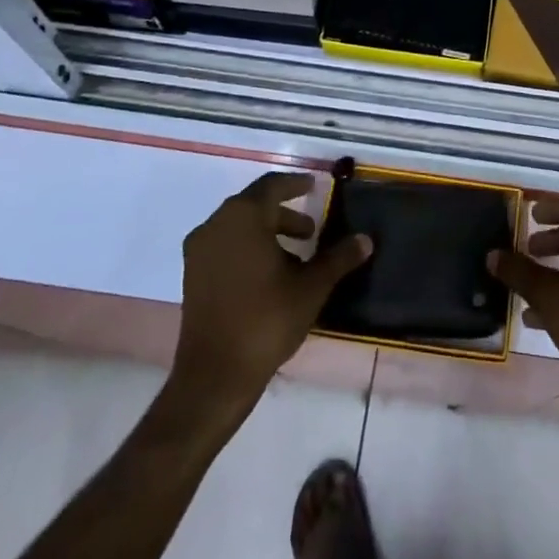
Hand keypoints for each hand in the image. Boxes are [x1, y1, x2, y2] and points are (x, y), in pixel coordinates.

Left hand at [171, 171, 370, 407]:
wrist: (215, 375)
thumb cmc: (266, 319)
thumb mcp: (311, 287)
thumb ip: (339, 258)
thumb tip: (366, 240)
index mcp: (243, 217)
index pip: (272, 186)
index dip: (295, 184)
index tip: (314, 186)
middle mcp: (216, 225)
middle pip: (254, 205)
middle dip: (284, 213)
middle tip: (311, 229)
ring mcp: (199, 251)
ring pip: (238, 226)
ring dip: (267, 232)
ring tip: (296, 256)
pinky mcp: (192, 275)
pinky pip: (225, 246)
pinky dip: (248, 247)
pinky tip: (270, 274)